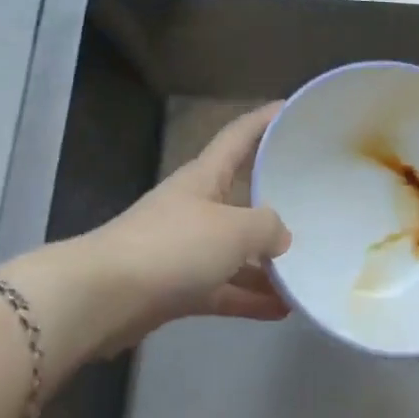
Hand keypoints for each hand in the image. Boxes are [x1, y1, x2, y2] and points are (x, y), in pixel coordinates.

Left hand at [84, 103, 292, 356]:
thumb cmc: (172, 247)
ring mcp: (184, 247)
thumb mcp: (233, 230)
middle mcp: (195, 206)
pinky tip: (281, 309)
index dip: (265, 119)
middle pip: (241, 194)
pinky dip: (248, 295)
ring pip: (235, 248)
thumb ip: (266, 227)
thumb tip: (280, 235)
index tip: (292, 108)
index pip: (239, 136)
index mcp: (205, 176)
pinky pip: (223, 286)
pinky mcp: (176, 286)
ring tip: (307, 267)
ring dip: (266, 260)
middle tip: (315, 199)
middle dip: (275, 197)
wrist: (103, 299)